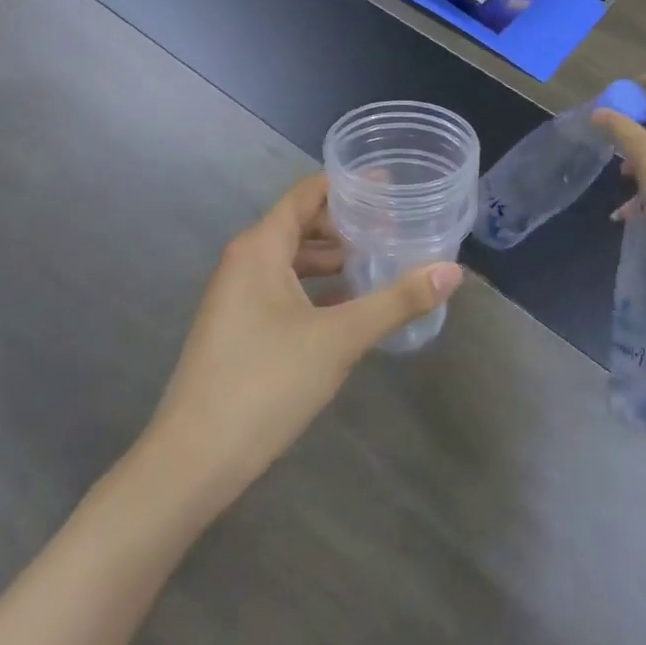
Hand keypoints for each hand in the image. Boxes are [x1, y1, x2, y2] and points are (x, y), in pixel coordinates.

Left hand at [136, 174, 463, 505]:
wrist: (193, 461)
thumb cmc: (266, 383)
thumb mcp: (341, 338)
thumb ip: (397, 300)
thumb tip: (453, 271)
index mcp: (260, 248)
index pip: (307, 194)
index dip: (347, 184)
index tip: (389, 183)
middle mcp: (243, 262)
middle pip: (300, 224)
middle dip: (346, 223)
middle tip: (395, 225)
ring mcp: (236, 297)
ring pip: (292, 260)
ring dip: (333, 257)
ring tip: (379, 260)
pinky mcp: (237, 328)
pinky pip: (283, 288)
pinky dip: (317, 287)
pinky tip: (350, 304)